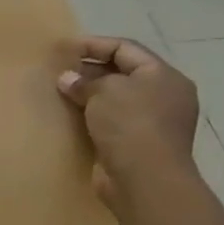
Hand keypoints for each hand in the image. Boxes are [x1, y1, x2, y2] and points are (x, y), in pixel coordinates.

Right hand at [56, 36, 198, 206]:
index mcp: (164, 76)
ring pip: (116, 98)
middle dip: (89, 69)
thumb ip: (84, 80)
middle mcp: (164, 96)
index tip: (62, 48)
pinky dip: (93, 115)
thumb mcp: (104, 91)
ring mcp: (153, 122)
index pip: (125, 48)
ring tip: (61, 91)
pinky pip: (112, 120)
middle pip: (122, 72)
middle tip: (59, 70)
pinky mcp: (139, 143)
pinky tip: (72, 116)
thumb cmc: (130, 124)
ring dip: (89, 94)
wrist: (145, 180)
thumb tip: (67, 79)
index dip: (93, 44)